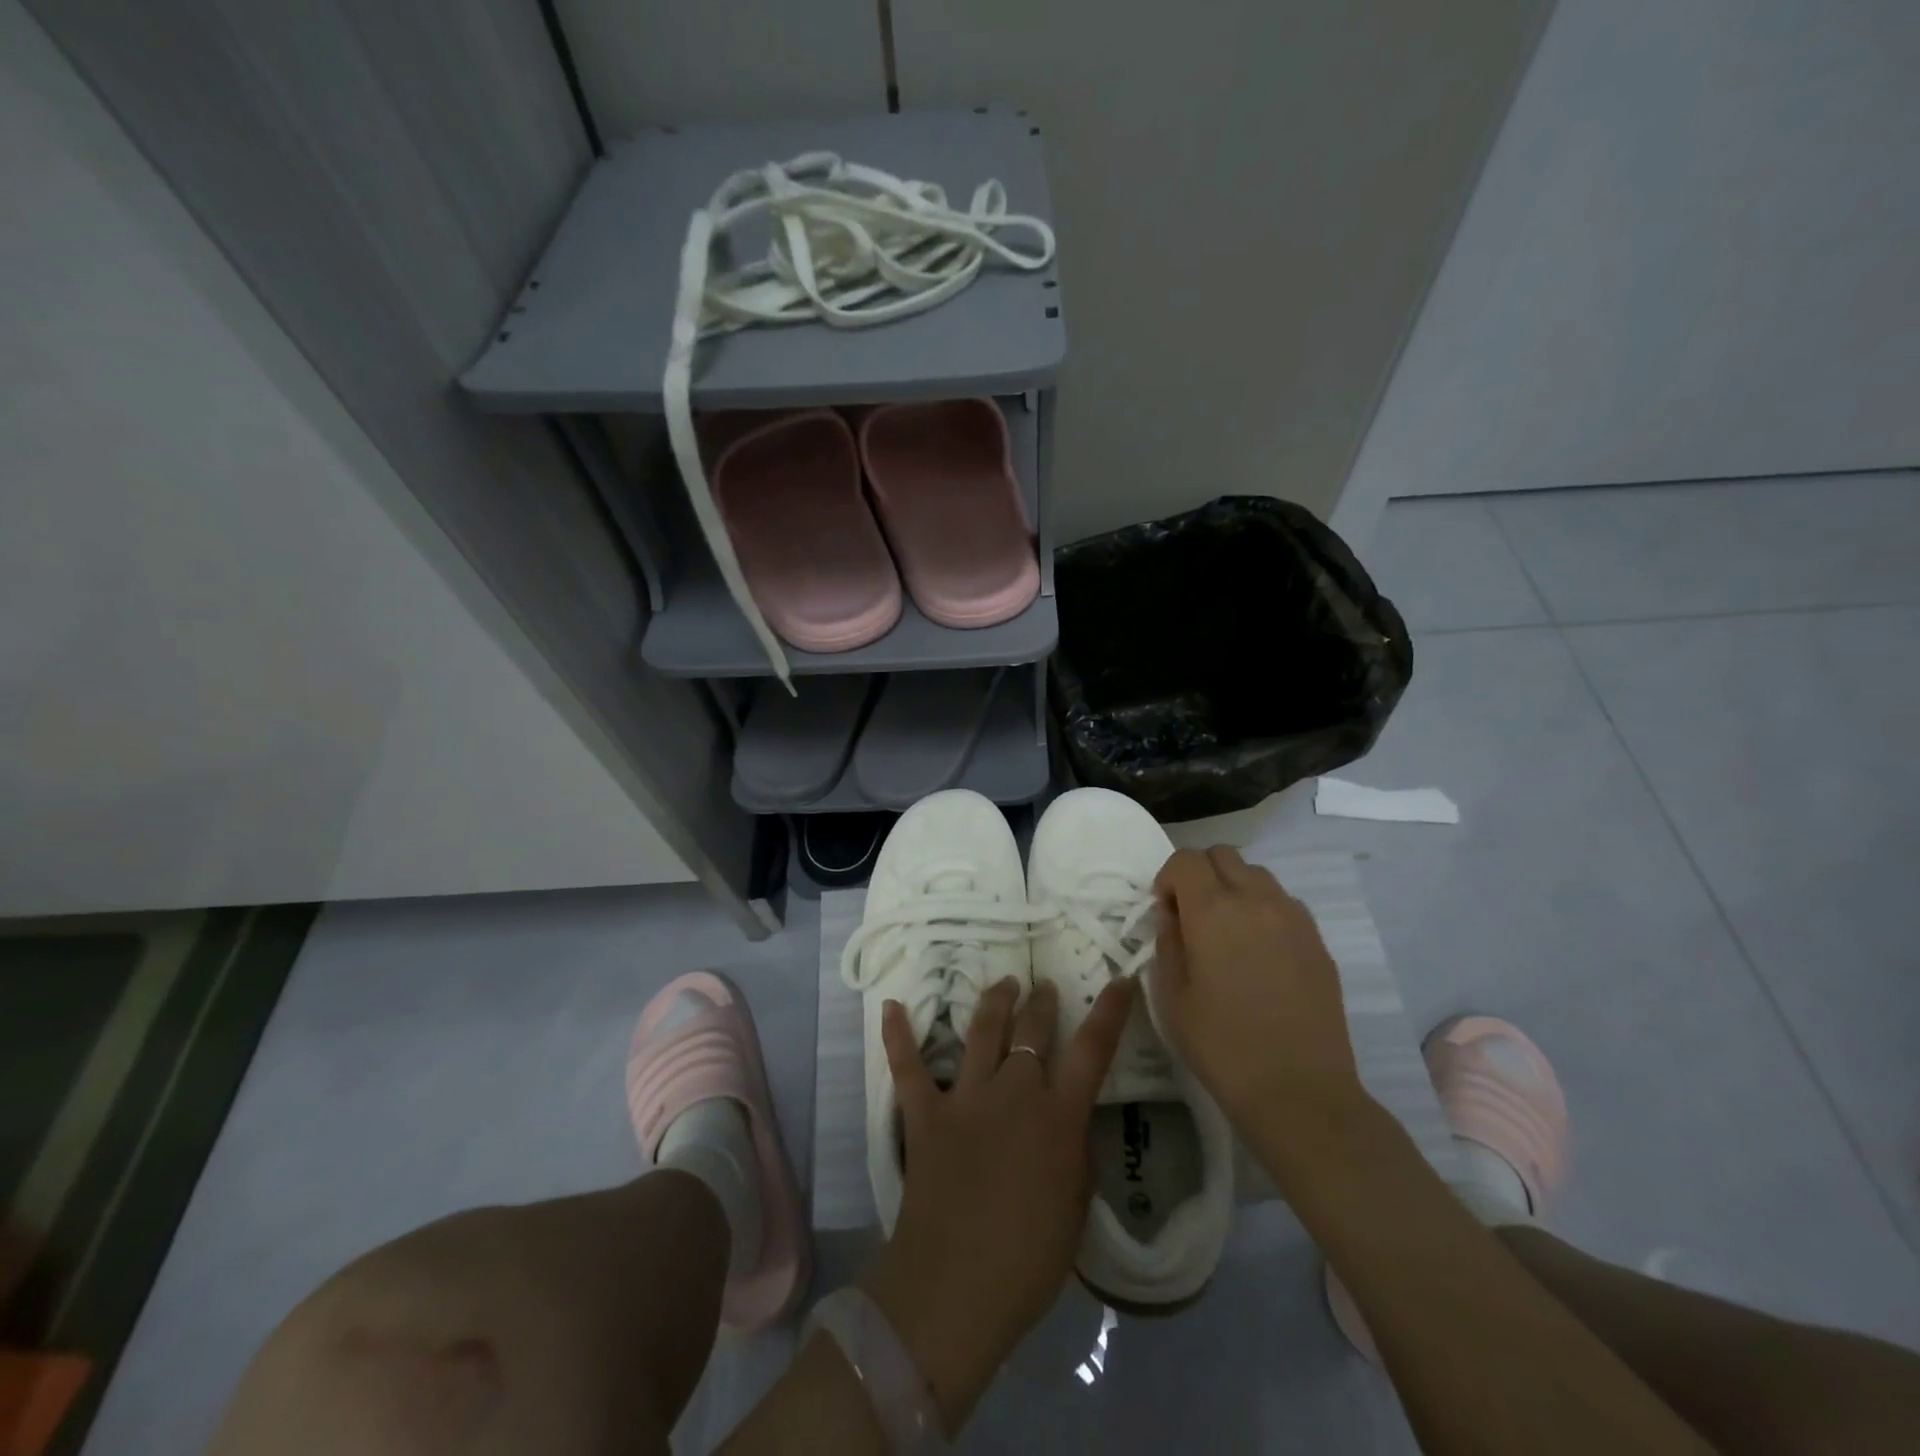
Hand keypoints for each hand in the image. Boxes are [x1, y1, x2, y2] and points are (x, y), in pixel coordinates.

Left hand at [862, 975, 1132, 1433]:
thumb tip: (1068, 1123)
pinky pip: (908, 1066)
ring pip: (982, 1031)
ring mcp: (965, 1098)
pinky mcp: (925, 1113)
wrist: (956, 1288)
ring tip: (1004, 983)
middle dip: (1041, 1001)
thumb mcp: (1076, 1207)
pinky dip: (898, 1035)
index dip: (1110, 1012)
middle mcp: (1014, 1093)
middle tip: (1043, 986)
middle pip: (1032, 1030)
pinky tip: (891, 1005)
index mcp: (1058, 1116)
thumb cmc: (1029, 1260)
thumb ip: (1075, 1153)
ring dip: (995, 1002)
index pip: (1092, 1050)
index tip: (1120, 981)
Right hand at [1151, 847, 1367, 1141]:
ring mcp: (1294, 918)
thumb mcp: (1171, 996)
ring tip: (1227, 932)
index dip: (1168, 877)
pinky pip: (1284, 903)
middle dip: (1200, 874)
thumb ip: (1167, 941)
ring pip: (1257, 874)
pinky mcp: (1318, 941)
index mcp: (1213, 911)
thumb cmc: (1221, 1045)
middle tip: (1192, 915)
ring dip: (1233, 888)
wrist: (1298, 1090)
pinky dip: (1263, 910)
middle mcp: (1256, 900)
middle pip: (1223, 855)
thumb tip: (1172, 914)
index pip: (1186, 860)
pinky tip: (1259, 953)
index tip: (1165, 910)